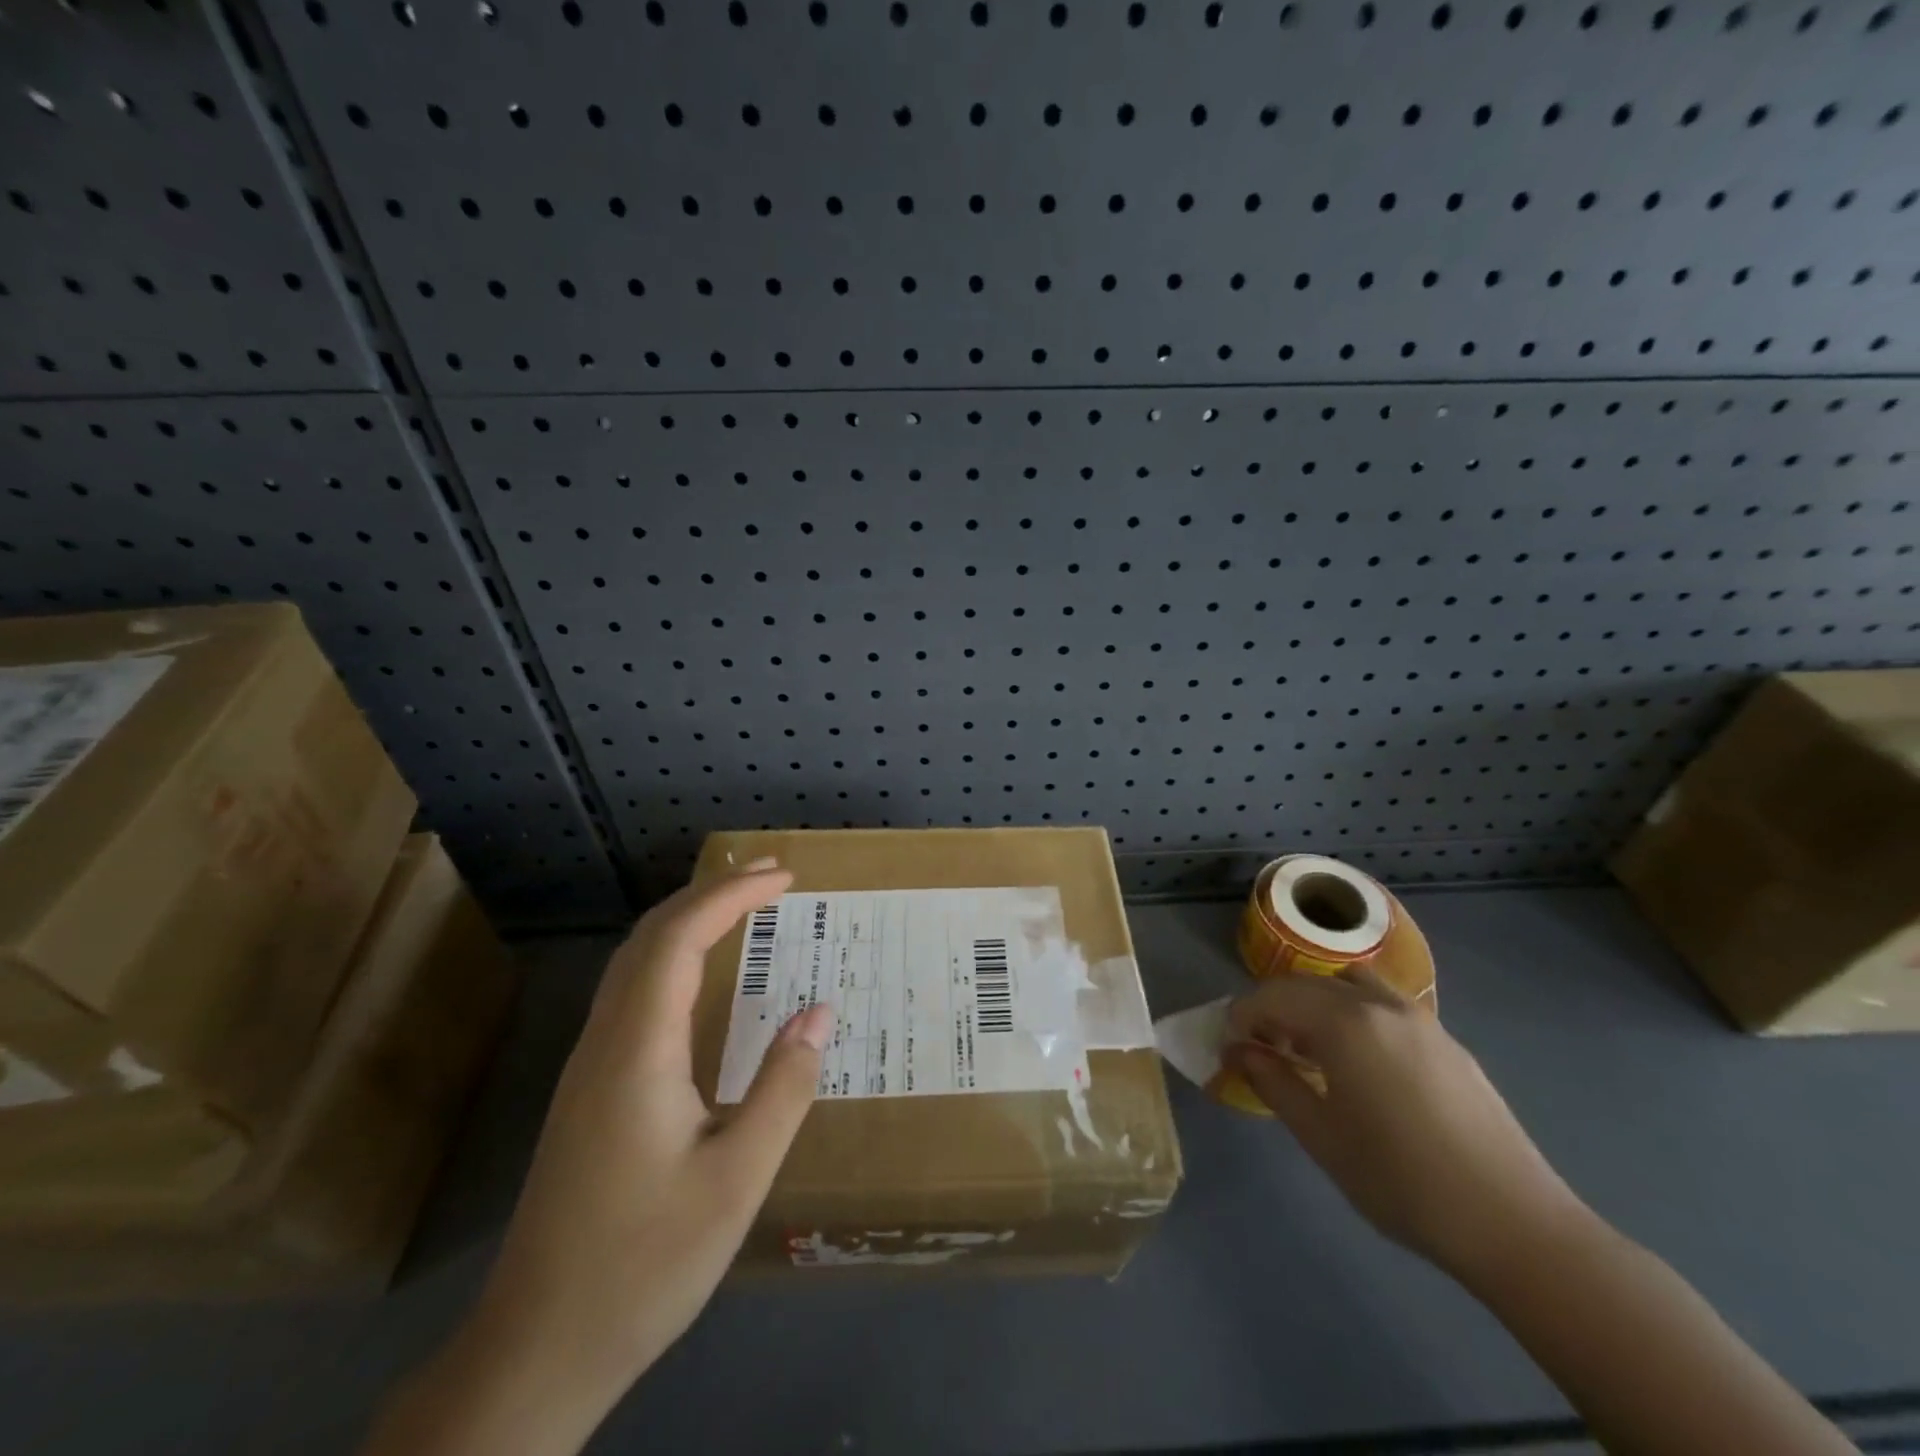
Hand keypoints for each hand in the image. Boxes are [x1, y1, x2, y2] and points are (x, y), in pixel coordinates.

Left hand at [364, 860, 828, 1455]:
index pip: (680, 939)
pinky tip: (702, 981)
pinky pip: (632, 995)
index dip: (732, 896)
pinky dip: (673, 958)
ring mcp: (589, 1068)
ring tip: (744, 908)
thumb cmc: (643, 1264)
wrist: (535, 1351)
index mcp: (637, 1052)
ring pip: (634, 964)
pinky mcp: (588, 1091)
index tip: (785, 877)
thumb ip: (782, 1090)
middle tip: (772, 876)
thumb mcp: (736, 1181)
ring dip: (688, 921)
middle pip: (649, 938)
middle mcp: (605, 1044)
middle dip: (710, 893)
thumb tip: (819, 1013)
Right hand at [1227, 966, 1582, 1280]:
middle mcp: (1380, 1004)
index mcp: (1344, 1022)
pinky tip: (1362, 1066)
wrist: (1515, 1225)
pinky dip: (1356, 1015)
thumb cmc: (1401, 1182)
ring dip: (1319, 1003)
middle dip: (1276, 1006)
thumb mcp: (1321, 1137)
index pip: (1274, 995)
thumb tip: (1239, 1051)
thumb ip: (1273, 1083)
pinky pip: (1385, 1006)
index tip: (1230, 1044)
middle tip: (1263, 1048)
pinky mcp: (1448, 1042)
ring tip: (1312, 1048)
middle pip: (1310, 984)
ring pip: (1352, 985)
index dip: (1243, 1014)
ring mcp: (1421, 1019)